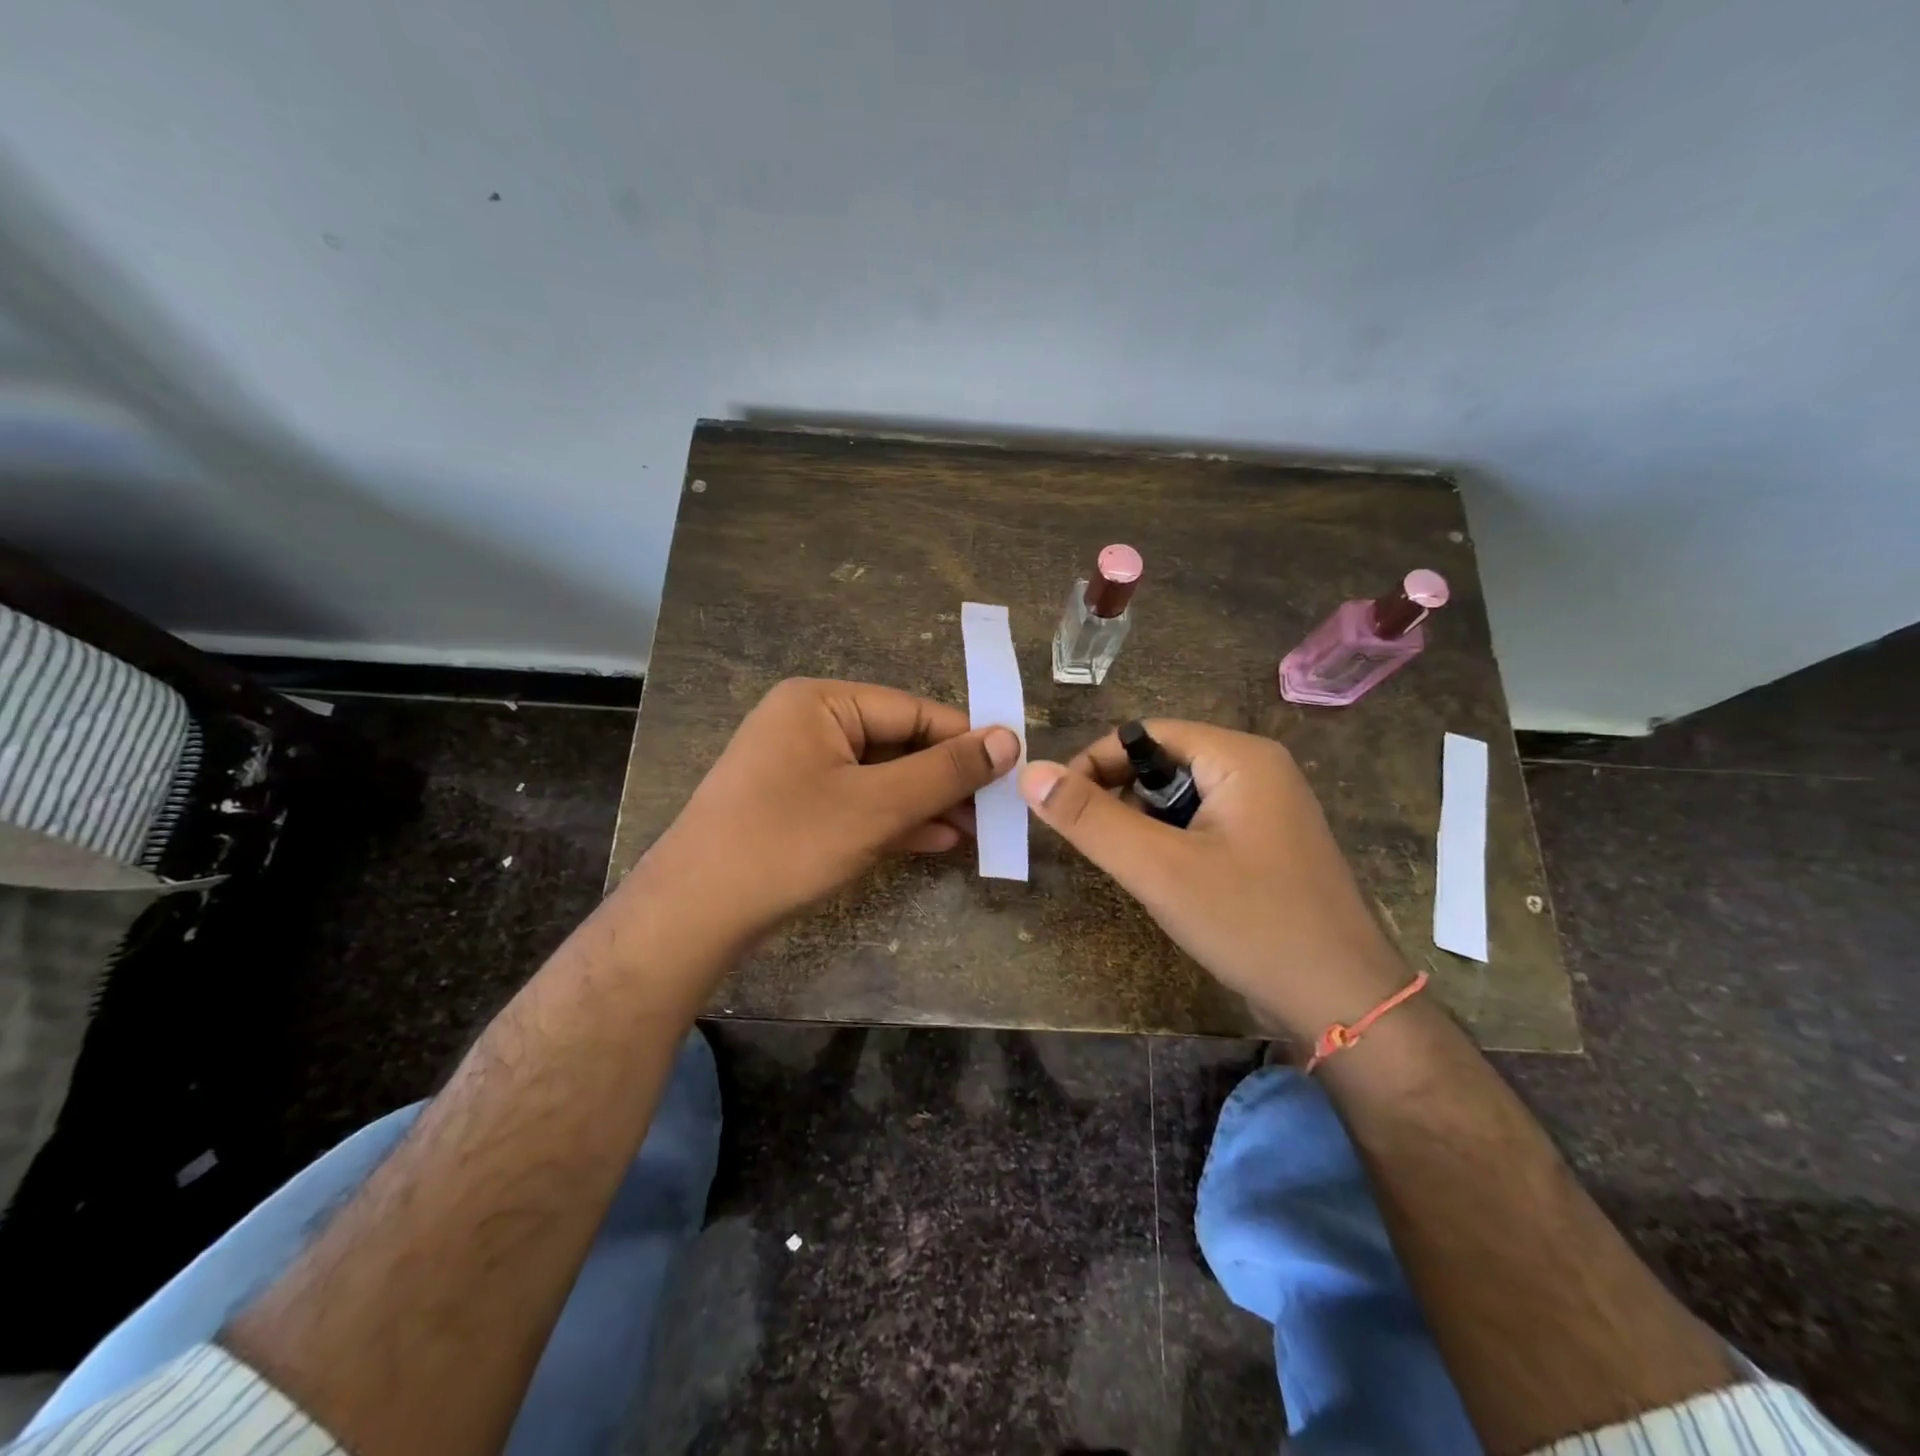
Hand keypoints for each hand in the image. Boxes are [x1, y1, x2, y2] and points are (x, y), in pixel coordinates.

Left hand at [631, 678, 1019, 955]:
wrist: (695, 913)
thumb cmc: (787, 843)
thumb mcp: (876, 806)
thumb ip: (945, 771)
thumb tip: (1009, 739)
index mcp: (821, 702)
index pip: (912, 710)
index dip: (966, 739)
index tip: (1013, 768)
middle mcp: (808, 723)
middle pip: (898, 743)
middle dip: (947, 779)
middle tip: (999, 810)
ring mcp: (800, 767)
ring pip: (881, 777)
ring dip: (928, 803)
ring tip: (979, 831)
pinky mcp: (796, 806)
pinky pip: (858, 802)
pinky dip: (896, 821)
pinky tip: (939, 842)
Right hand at [1020, 721, 1411, 1041]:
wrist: (1346, 1005)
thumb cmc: (1251, 923)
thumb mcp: (1159, 869)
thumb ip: (1090, 819)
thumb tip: (1030, 772)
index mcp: (1241, 757)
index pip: (1146, 734)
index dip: (1096, 762)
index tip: (1060, 806)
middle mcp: (1259, 771)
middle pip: (1164, 762)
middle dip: (1120, 797)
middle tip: (1093, 843)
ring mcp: (1269, 810)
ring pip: (1181, 798)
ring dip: (1145, 824)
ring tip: (1132, 868)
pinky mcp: (1269, 846)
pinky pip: (1204, 826)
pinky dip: (1173, 844)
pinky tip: (1168, 883)